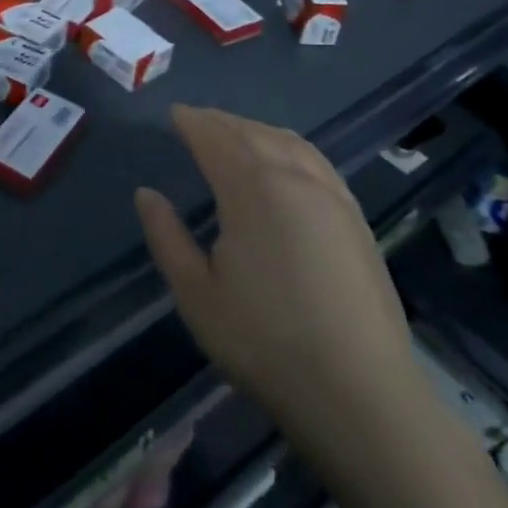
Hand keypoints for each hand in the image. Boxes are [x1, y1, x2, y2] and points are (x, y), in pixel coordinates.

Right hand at [134, 106, 421, 468]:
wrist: (361, 393)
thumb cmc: (265, 342)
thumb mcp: (196, 294)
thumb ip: (166, 236)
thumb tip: (146, 194)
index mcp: (252, 188)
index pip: (215, 138)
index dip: (192, 122)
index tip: (173, 114)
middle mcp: (294, 177)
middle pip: (252, 132)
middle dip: (220, 121)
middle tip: (196, 120)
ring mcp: (332, 195)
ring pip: (288, 141)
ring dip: (256, 129)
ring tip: (234, 133)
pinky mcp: (356, 218)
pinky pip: (315, 160)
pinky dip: (289, 146)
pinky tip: (285, 162)